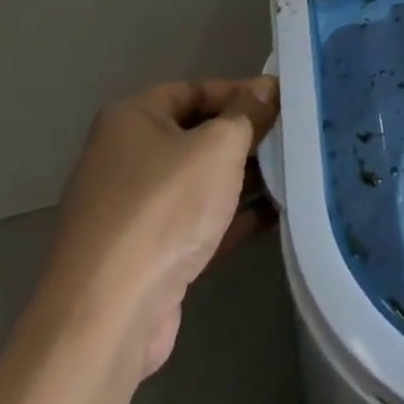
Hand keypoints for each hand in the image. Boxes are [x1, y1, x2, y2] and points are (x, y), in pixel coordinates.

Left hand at [38, 77, 279, 379]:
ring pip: (198, 182)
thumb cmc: (164, 208)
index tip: (282, 102)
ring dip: (242, 179)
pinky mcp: (145, 256)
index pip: (194, 90)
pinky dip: (231, 217)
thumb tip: (268, 86)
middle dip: (244, 137)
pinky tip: (275, 215)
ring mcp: (132, 210)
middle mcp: (125, 158)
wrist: (109, 316)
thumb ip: (248, 113)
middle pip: (196, 135)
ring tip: (294, 174)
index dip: (240, 92)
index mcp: (131, 119)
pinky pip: (196, 223)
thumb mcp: (219, 146)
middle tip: (292, 138)